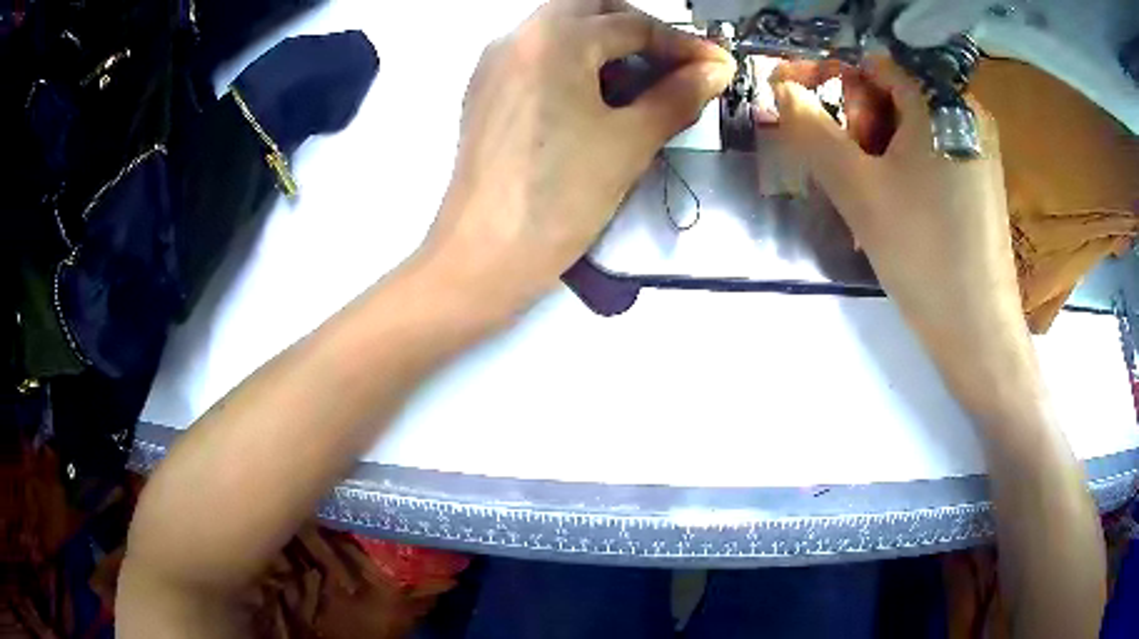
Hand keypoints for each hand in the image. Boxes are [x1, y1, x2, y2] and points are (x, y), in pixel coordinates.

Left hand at [419, 0, 734, 309]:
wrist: (484, 255)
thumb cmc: (560, 196)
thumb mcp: (629, 142)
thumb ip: (678, 96)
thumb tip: (715, 69)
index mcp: (554, 38)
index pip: (632, 24)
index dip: (682, 44)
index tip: (716, 66)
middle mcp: (517, 36)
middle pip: (589, 9)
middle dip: (637, 29)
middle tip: (672, 65)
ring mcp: (495, 63)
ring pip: (560, 30)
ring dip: (605, 45)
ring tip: (640, 88)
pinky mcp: (485, 91)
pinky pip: (538, 56)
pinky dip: (574, 63)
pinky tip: (597, 102)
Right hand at [770, 57, 1022, 363]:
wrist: (978, 332)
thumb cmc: (923, 254)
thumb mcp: (857, 189)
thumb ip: (810, 129)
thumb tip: (780, 88)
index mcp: (942, 99)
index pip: (872, 65)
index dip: (830, 81)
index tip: (801, 109)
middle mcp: (966, 111)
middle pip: (893, 95)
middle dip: (857, 126)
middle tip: (845, 174)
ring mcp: (978, 147)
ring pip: (909, 128)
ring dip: (876, 154)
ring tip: (866, 202)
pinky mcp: (980, 179)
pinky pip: (930, 155)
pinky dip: (903, 170)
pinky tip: (894, 209)